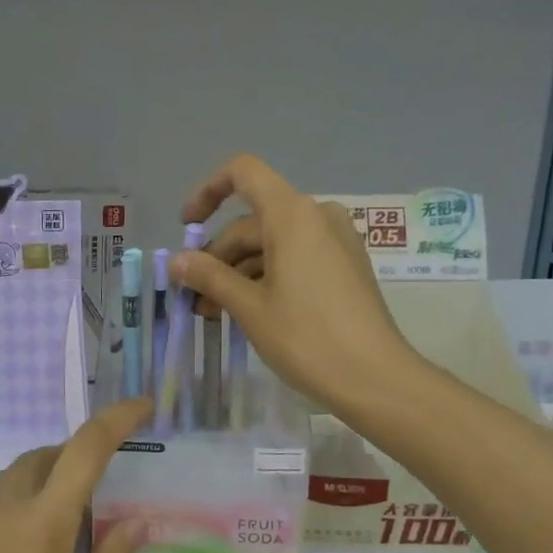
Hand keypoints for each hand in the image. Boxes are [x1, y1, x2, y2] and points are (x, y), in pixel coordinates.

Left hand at [0, 397, 153, 552]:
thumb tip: (137, 520)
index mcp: (40, 526)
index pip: (86, 449)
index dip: (118, 418)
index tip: (142, 405)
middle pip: (45, 458)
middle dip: (74, 465)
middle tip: (88, 505)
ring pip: (8, 477)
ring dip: (34, 487)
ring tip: (38, 537)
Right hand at [173, 153, 418, 410]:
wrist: (376, 379)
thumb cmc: (307, 337)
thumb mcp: (250, 308)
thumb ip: (210, 277)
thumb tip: (177, 261)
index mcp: (292, 215)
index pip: (243, 173)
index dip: (207, 192)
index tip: (186, 227)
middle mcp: (316, 216)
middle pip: (253, 221)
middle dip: (218, 256)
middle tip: (193, 297)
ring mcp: (335, 241)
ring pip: (272, 244)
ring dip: (238, 273)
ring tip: (214, 313)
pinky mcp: (345, 267)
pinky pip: (295, 258)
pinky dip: (265, 277)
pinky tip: (247, 312)